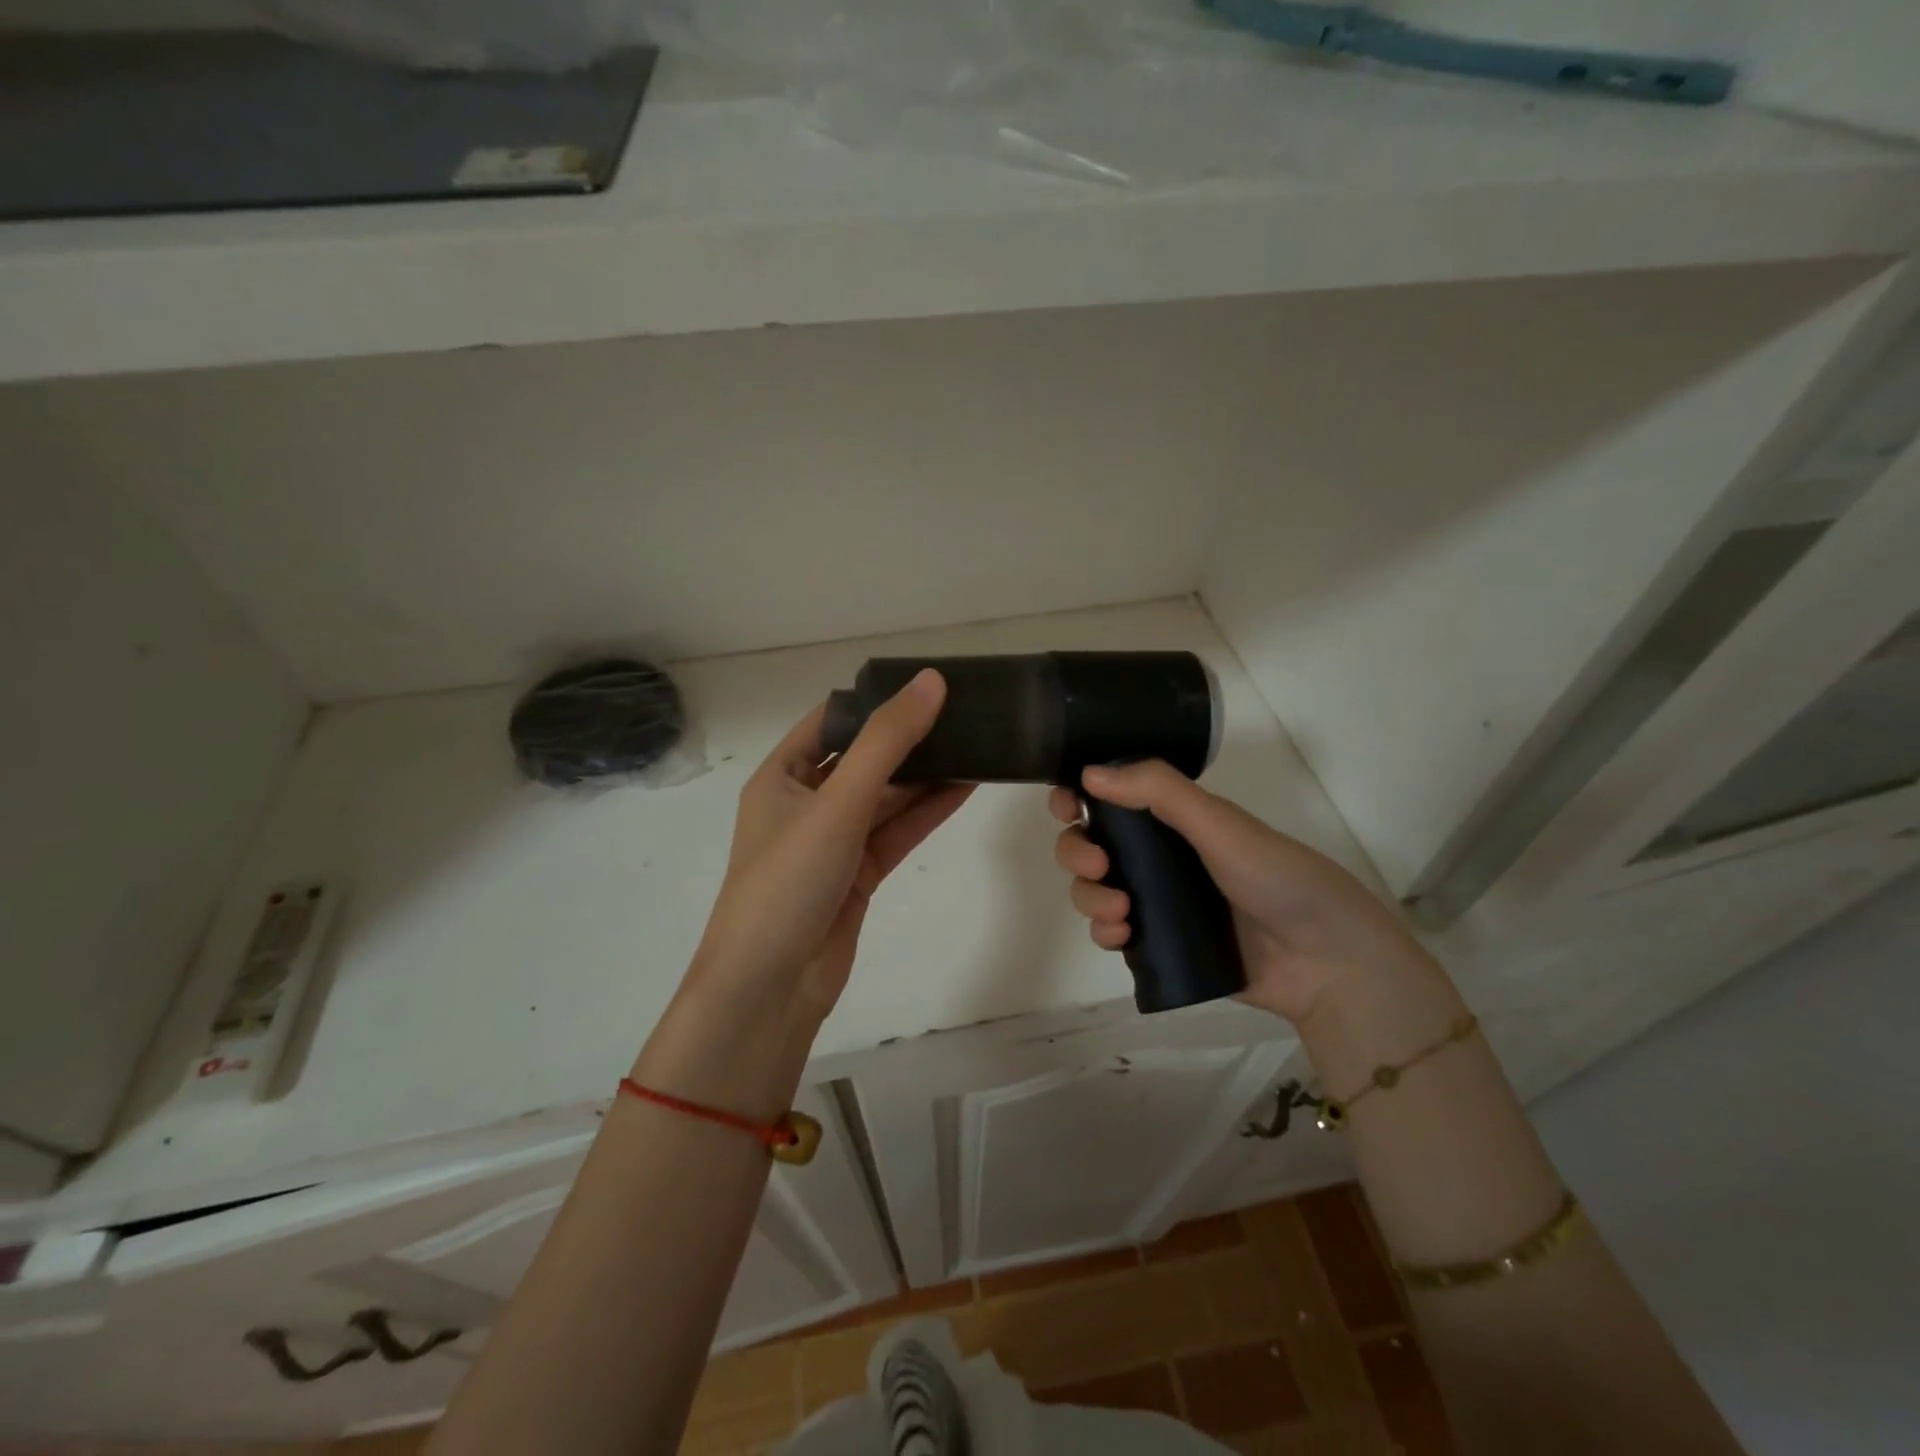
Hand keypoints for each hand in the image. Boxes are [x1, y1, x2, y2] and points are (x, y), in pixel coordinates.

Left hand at [691, 669, 973, 1021]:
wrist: (771, 988)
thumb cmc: (788, 881)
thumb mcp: (836, 801)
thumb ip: (887, 742)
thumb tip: (931, 681)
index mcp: (781, 776)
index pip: (831, 721)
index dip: (876, 700)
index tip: (926, 684)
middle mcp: (806, 803)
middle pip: (864, 758)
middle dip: (910, 738)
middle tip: (965, 712)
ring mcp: (834, 841)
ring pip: (887, 797)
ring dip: (926, 775)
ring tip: (978, 743)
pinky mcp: (859, 874)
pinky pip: (897, 832)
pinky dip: (928, 812)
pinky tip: (967, 787)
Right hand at [1049, 760, 1435, 1024]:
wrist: (1325, 963)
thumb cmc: (1278, 878)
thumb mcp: (1221, 825)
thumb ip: (1159, 793)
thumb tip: (1089, 771)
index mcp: (1173, 817)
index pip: (1109, 797)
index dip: (1078, 797)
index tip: (1067, 807)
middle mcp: (1157, 854)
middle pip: (1089, 843)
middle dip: (1077, 851)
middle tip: (1098, 866)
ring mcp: (1156, 899)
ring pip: (1093, 888)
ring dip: (1089, 895)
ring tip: (1120, 911)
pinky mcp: (1157, 943)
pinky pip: (1109, 930)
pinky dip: (1103, 930)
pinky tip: (1122, 935)